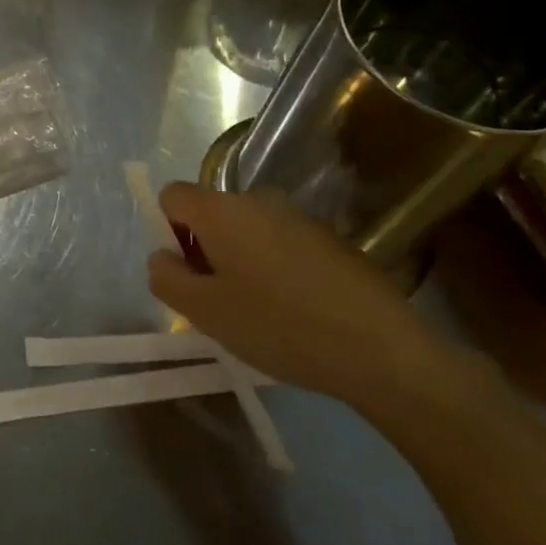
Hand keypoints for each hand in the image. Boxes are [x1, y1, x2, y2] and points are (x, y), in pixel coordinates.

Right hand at [147, 183, 458, 414]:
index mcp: (221, 210)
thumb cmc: (278, 326)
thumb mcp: (203, 311)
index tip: (190, 273)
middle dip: (205, 250)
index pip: (171, 196)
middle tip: (222, 300)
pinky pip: (280, 243)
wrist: (381, 348)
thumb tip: (163, 255)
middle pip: (210, 213)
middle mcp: (258, 200)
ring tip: (261, 310)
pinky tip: (297, 309)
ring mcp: (298, 216)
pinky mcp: (329, 237)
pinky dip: (274, 267)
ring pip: (246, 230)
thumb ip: (165, 276)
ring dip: (240, 260)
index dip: (168, 231)